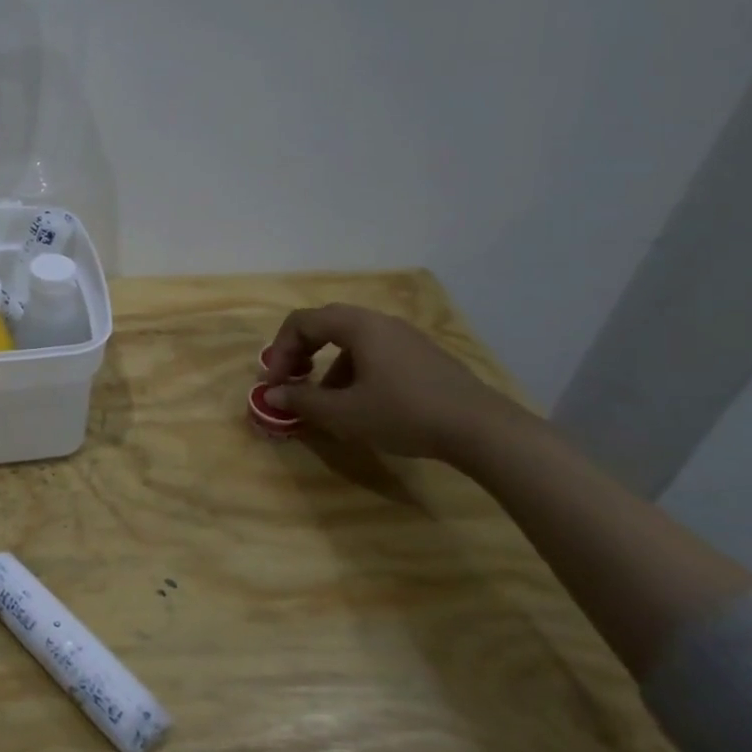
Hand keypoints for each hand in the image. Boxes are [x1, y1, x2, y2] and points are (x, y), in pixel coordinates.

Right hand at [261, 303, 514, 460]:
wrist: (481, 429)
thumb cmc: (403, 413)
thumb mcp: (344, 412)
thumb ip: (302, 400)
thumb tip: (271, 394)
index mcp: (358, 326)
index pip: (302, 321)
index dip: (280, 350)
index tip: (274, 382)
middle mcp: (381, 322)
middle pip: (326, 325)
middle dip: (302, 352)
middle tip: (292, 380)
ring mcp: (406, 337)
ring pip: (352, 341)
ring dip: (328, 365)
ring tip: (326, 401)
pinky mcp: (423, 356)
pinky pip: (376, 352)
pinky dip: (355, 370)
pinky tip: (362, 404)